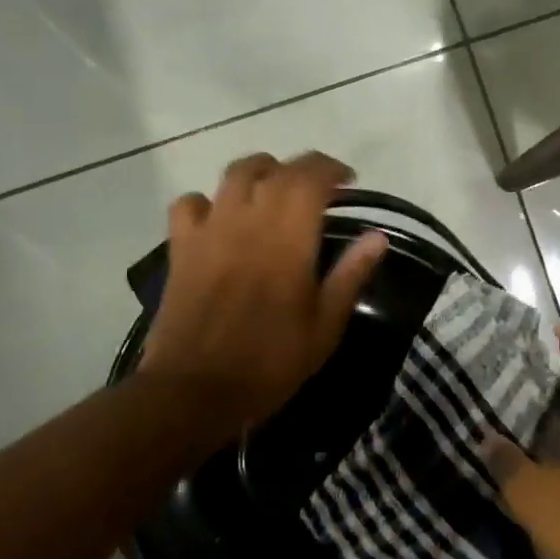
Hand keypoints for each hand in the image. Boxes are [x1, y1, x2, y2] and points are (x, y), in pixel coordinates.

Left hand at [141, 151, 386, 434]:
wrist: (194, 391)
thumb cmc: (269, 362)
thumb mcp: (324, 326)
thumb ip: (350, 275)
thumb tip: (378, 236)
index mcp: (288, 238)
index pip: (311, 177)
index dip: (332, 169)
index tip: (349, 181)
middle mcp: (248, 220)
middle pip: (276, 169)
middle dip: (303, 168)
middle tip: (320, 187)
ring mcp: (210, 229)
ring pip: (234, 173)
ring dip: (260, 171)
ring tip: (274, 189)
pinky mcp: (181, 246)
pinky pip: (190, 203)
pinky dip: (208, 201)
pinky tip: (220, 218)